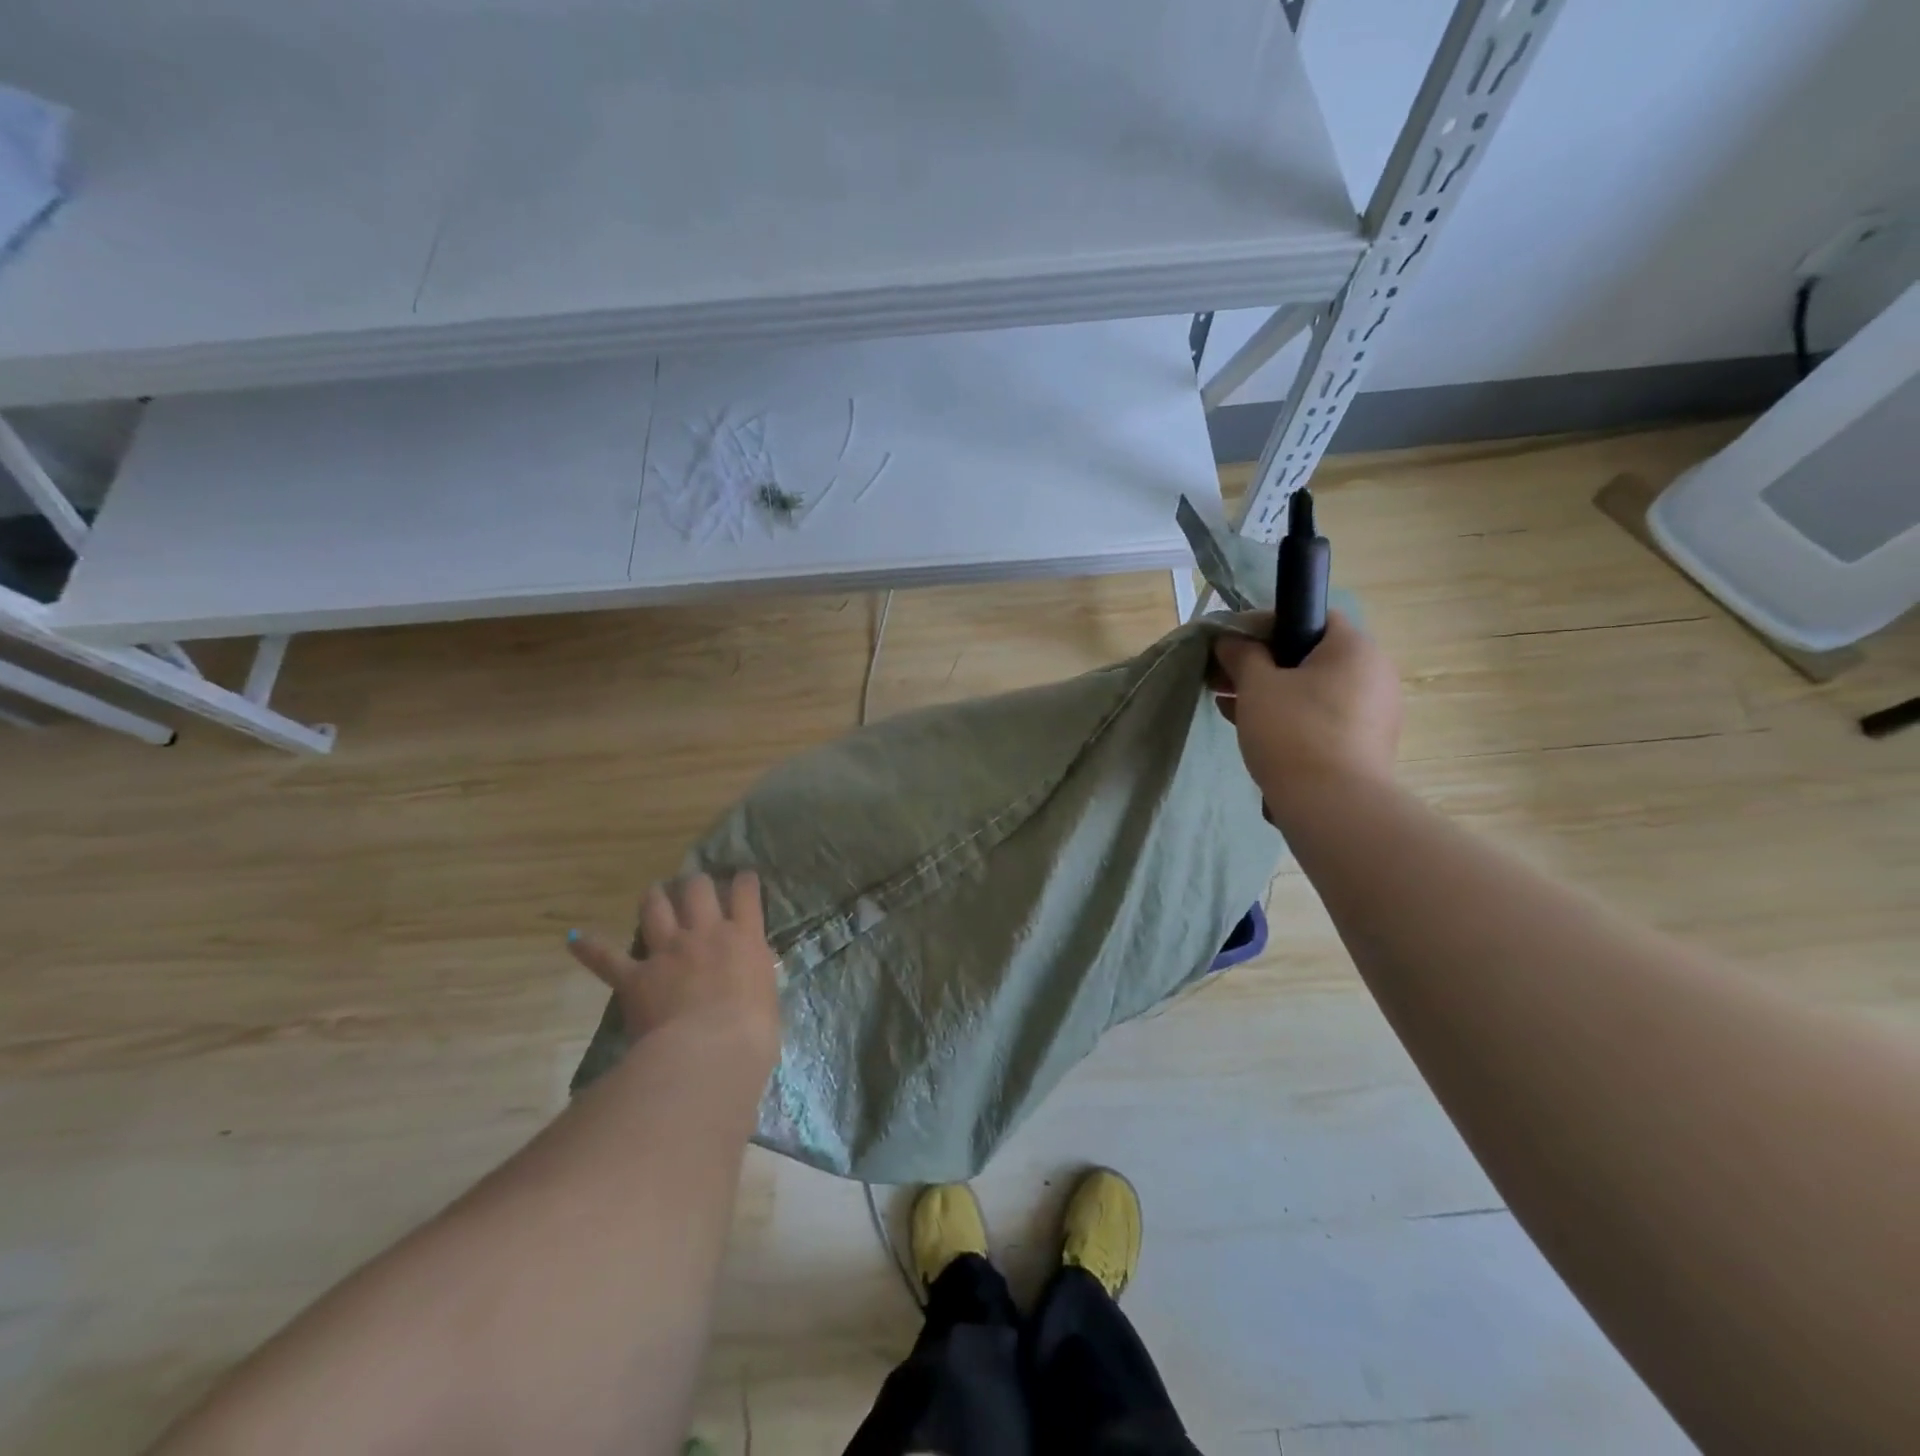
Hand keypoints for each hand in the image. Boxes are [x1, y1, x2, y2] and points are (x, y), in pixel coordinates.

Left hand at [568, 872, 779, 1061]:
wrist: (709, 1051)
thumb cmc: (752, 1032)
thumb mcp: (766, 994)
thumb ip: (755, 974)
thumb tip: (749, 972)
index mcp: (744, 938)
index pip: (746, 893)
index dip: (744, 881)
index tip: (744, 877)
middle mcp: (705, 933)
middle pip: (698, 889)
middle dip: (696, 883)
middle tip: (695, 885)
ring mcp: (668, 951)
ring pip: (657, 908)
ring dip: (655, 897)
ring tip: (655, 893)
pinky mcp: (636, 976)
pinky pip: (606, 958)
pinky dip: (590, 948)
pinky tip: (575, 939)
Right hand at [1212, 610, 1402, 809]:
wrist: (1333, 805)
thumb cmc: (1293, 731)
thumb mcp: (1256, 686)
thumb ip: (1242, 655)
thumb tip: (1230, 640)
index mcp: (1354, 648)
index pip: (1310, 616)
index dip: (1266, 625)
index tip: (1232, 645)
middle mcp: (1374, 673)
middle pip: (1309, 656)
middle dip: (1262, 665)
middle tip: (1223, 679)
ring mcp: (1374, 712)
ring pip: (1312, 690)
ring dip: (1272, 693)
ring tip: (1230, 707)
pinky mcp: (1366, 744)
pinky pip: (1321, 717)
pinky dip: (1290, 717)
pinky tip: (1254, 730)